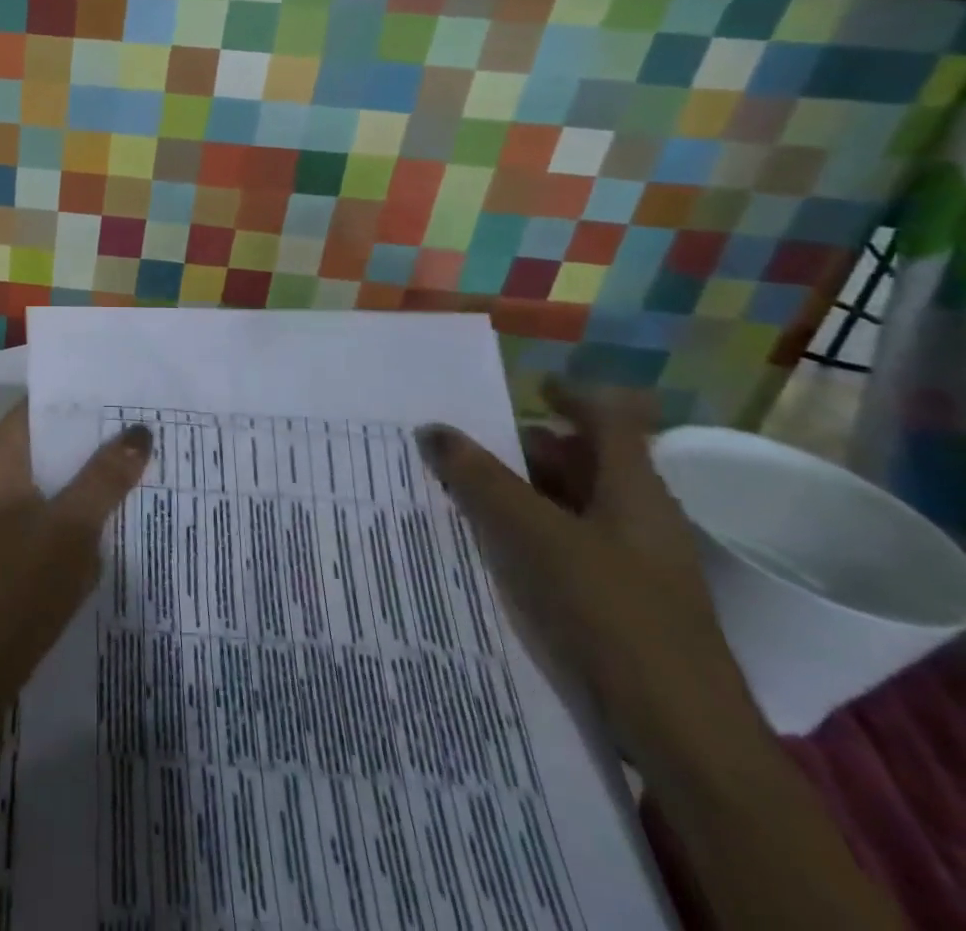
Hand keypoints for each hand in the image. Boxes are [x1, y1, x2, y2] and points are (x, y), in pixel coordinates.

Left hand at [0, 401, 151, 721]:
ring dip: (88, 474)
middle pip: (48, 441)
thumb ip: (106, 477)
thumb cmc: (19, 584)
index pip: (40, 406)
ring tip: (141, 462)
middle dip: (93, 437)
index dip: (81, 398)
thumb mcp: (72, 526)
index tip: (127, 393)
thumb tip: (139, 430)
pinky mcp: (7, 542)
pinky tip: (116, 512)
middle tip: (146, 427)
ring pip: (51, 477)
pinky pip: (48, 508)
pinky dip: (77, 505)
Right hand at [416, 379, 757, 759]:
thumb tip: (434, 429)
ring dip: (520, 489)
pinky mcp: (620, 600)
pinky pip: (566, 543)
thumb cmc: (613, 615)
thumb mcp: (535, 537)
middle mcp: (638, 517)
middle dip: (525, 444)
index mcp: (634, 490)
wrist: (685, 735)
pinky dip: (528, 530)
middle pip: (583, 460)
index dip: (572, 395)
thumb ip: (481, 480)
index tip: (527, 385)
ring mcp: (633, 562)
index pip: (610, 419)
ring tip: (460, 487)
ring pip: (570, 504)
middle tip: (465, 440)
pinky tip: (489, 543)